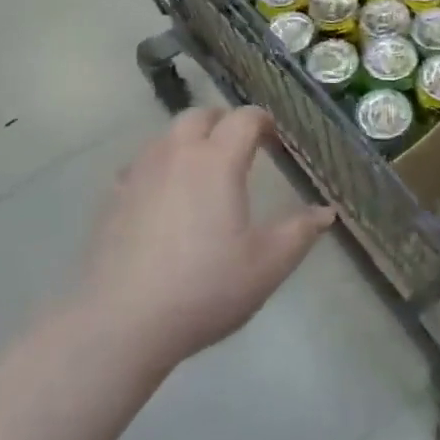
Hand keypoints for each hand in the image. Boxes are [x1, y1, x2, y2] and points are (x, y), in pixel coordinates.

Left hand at [78, 105, 334, 369]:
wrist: (119, 323)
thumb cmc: (203, 289)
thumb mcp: (265, 266)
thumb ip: (299, 233)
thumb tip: (326, 211)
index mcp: (217, 160)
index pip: (244, 119)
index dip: (262, 121)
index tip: (274, 138)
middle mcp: (178, 153)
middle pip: (201, 116)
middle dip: (223, 123)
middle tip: (239, 147)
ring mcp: (140, 172)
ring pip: (168, 135)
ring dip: (189, 140)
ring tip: (202, 169)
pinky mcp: (113, 196)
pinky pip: (141, 164)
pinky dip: (159, 166)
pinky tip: (162, 196)